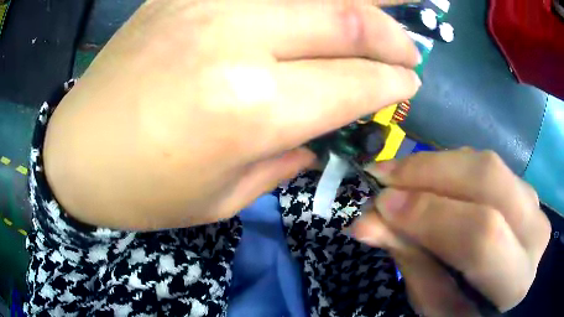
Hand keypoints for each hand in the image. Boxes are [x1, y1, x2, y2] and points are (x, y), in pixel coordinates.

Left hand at [43, 0, 420, 229]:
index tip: (411, 83)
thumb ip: (286, 156)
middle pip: (349, 19)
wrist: (76, 155)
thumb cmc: (141, 193)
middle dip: (393, 35)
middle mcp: (236, 40)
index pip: (356, 83)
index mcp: (249, 110)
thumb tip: (327, 129)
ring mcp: (206, 3)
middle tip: (411, 49)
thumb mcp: (221, 196)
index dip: (394, 82)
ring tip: (386, 9)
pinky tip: (315, 2)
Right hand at [350, 149, 550, 315]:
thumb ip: (411, 261)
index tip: (381, 204)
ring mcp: (534, 202)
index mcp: (515, 282)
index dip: (430, 216)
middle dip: (431, 173)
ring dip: (437, 164)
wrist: (503, 293)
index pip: (481, 238)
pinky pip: (486, 164)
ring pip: (487, 164)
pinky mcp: (525, 187)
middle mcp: (535, 233)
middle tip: (385, 176)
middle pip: (489, 180)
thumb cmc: (467, 311)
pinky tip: (429, 177)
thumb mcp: (435, 303)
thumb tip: (366, 223)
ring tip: (399, 174)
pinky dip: (451, 165)